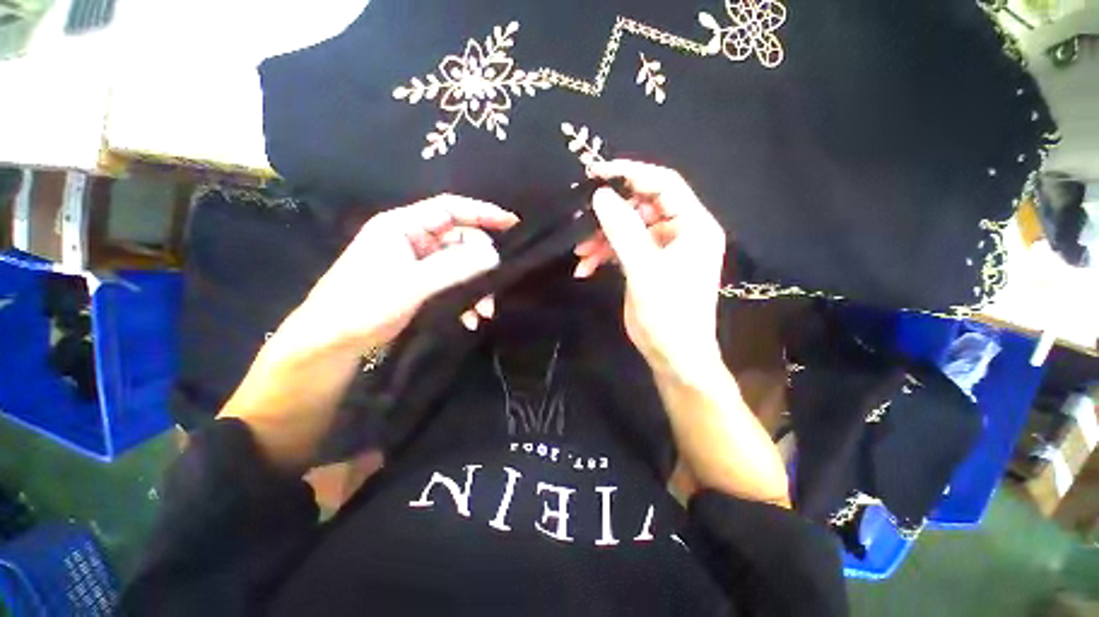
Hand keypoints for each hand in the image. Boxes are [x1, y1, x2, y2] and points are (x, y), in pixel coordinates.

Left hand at [221, 196, 516, 470]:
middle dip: (480, 265)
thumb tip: (494, 255)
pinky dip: (464, 298)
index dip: (482, 213)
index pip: (450, 209)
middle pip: (459, 240)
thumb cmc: (364, 304)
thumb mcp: (412, 285)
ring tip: (484, 312)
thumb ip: (454, 267)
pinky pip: (452, 282)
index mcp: (402, 226)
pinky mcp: (419, 283)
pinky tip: (471, 318)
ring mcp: (416, 262)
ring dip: (475, 287)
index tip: (511, 223)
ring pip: (459, 265)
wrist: (333, 340)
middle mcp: (411, 239)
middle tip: (493, 288)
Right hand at [575, 161, 725, 374]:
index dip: (632, 173)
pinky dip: (604, 255)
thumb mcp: (645, 270)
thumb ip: (623, 230)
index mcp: (693, 226)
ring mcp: (663, 249)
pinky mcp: (648, 264)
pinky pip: (623, 248)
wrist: (673, 355)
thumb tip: (601, 195)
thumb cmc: (668, 314)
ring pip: (629, 228)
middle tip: (582, 219)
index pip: (664, 184)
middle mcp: (681, 232)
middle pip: (643, 206)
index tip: (597, 173)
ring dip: (602, 237)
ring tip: (580, 251)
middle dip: (610, 214)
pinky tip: (585, 267)